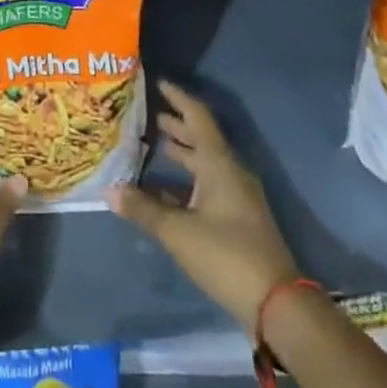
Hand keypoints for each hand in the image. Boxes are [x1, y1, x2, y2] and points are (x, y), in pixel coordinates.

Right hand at [112, 80, 300, 330]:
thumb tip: (110, 191)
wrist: (276, 304)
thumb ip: (144, 210)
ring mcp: (235, 197)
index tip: (157, 82)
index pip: (197, 117)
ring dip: (179, 152)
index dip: (178, 98)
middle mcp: (229, 172)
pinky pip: (206, 186)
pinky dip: (184, 181)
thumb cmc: (227, 255)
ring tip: (151, 143)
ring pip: (203, 163)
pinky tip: (161, 189)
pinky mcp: (236, 219)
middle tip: (146, 112)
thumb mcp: (179, 232)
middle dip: (175, 124)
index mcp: (219, 163)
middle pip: (200, 138)